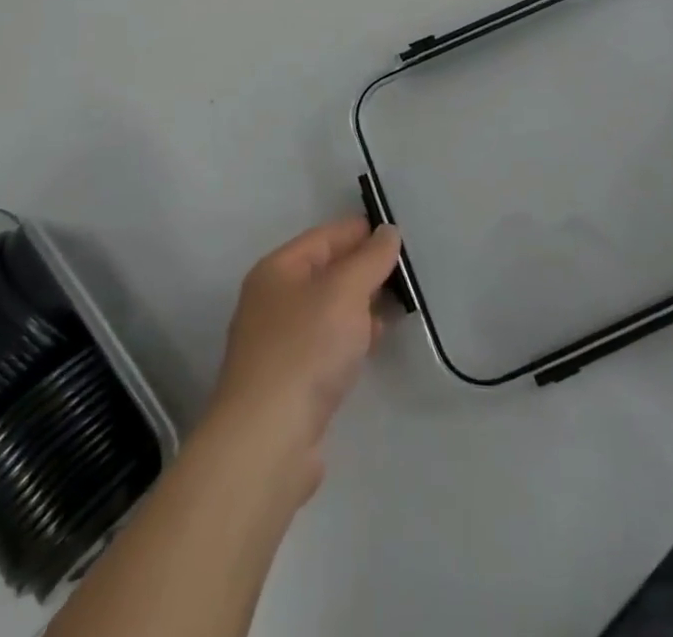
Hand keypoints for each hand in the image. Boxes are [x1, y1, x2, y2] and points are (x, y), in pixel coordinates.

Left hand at [204, 216, 403, 500]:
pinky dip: (350, 338)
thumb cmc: (305, 349)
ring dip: (360, 306)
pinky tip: (371, 345)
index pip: (324, 237)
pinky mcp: (289, 381)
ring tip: (396, 306)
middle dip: (363, 270)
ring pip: (328, 310)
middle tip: (405, 272)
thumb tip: (388, 232)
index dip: (360, 232)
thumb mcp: (346, 291)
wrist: (267, 441)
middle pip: (325, 272)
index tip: (397, 234)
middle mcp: (272, 301)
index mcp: (277, 270)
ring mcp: (278, 343)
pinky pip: (326, 343)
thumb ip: (370, 258)